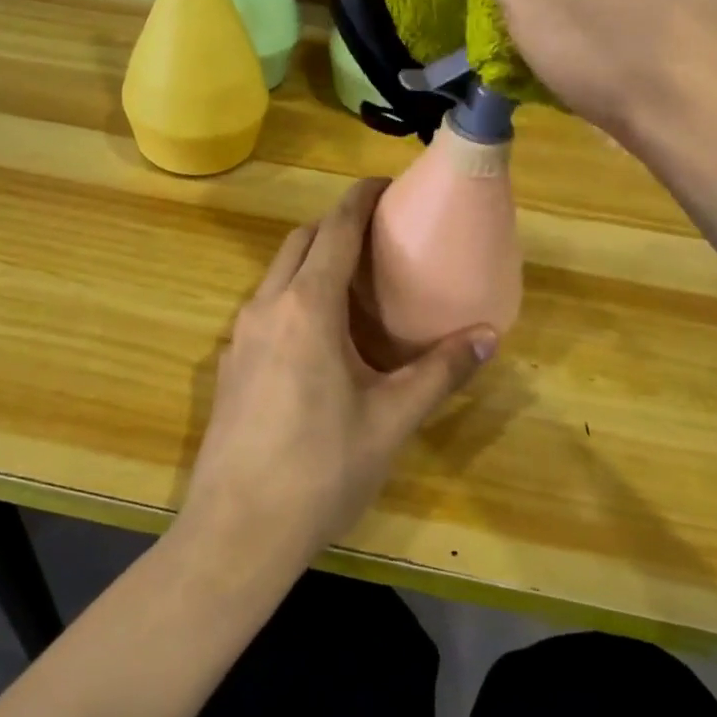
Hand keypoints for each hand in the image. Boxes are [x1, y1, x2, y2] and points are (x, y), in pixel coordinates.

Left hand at [180, 179, 495, 574]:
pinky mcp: (228, 363)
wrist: (235, 532)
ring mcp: (240, 334)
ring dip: (311, 259)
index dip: (359, 199)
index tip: (384, 184)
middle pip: (300, 241)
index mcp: (307, 307)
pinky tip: (318, 334)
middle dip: (336, 224)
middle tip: (377, 233)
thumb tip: (488, 336)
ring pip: (277, 273)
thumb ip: (439, 373)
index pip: (335, 230)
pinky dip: (293, 293)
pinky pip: (265, 306)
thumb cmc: (320, 471)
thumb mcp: (390, 421)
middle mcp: (267, 306)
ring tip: (353, 278)